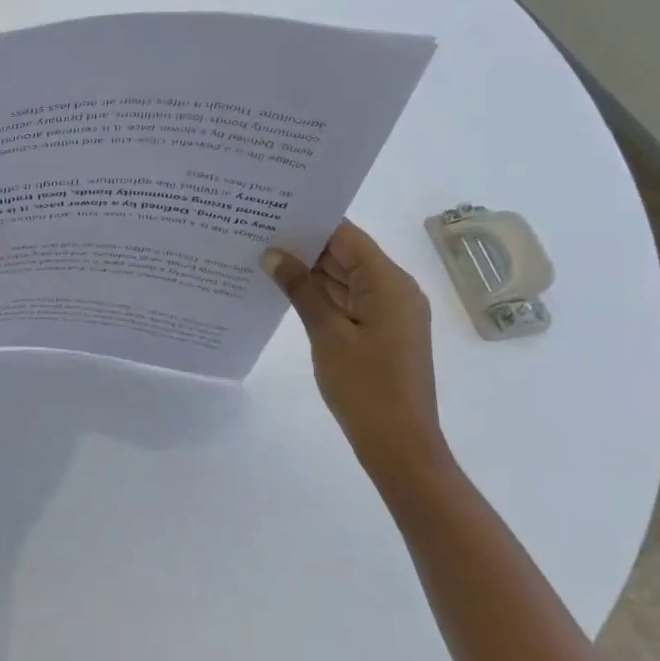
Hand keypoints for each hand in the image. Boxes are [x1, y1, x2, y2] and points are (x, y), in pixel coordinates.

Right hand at [260, 220, 446, 477]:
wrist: (400, 446)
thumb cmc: (365, 387)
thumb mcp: (327, 334)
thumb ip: (300, 289)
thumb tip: (272, 253)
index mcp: (389, 283)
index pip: (346, 236)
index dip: (310, 223)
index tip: (271, 214)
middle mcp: (395, 290)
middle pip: (347, 254)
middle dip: (305, 247)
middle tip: (259, 234)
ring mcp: (390, 312)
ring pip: (346, 278)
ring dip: (311, 272)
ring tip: (265, 258)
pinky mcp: (383, 331)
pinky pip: (349, 300)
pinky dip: (322, 295)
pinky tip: (288, 292)